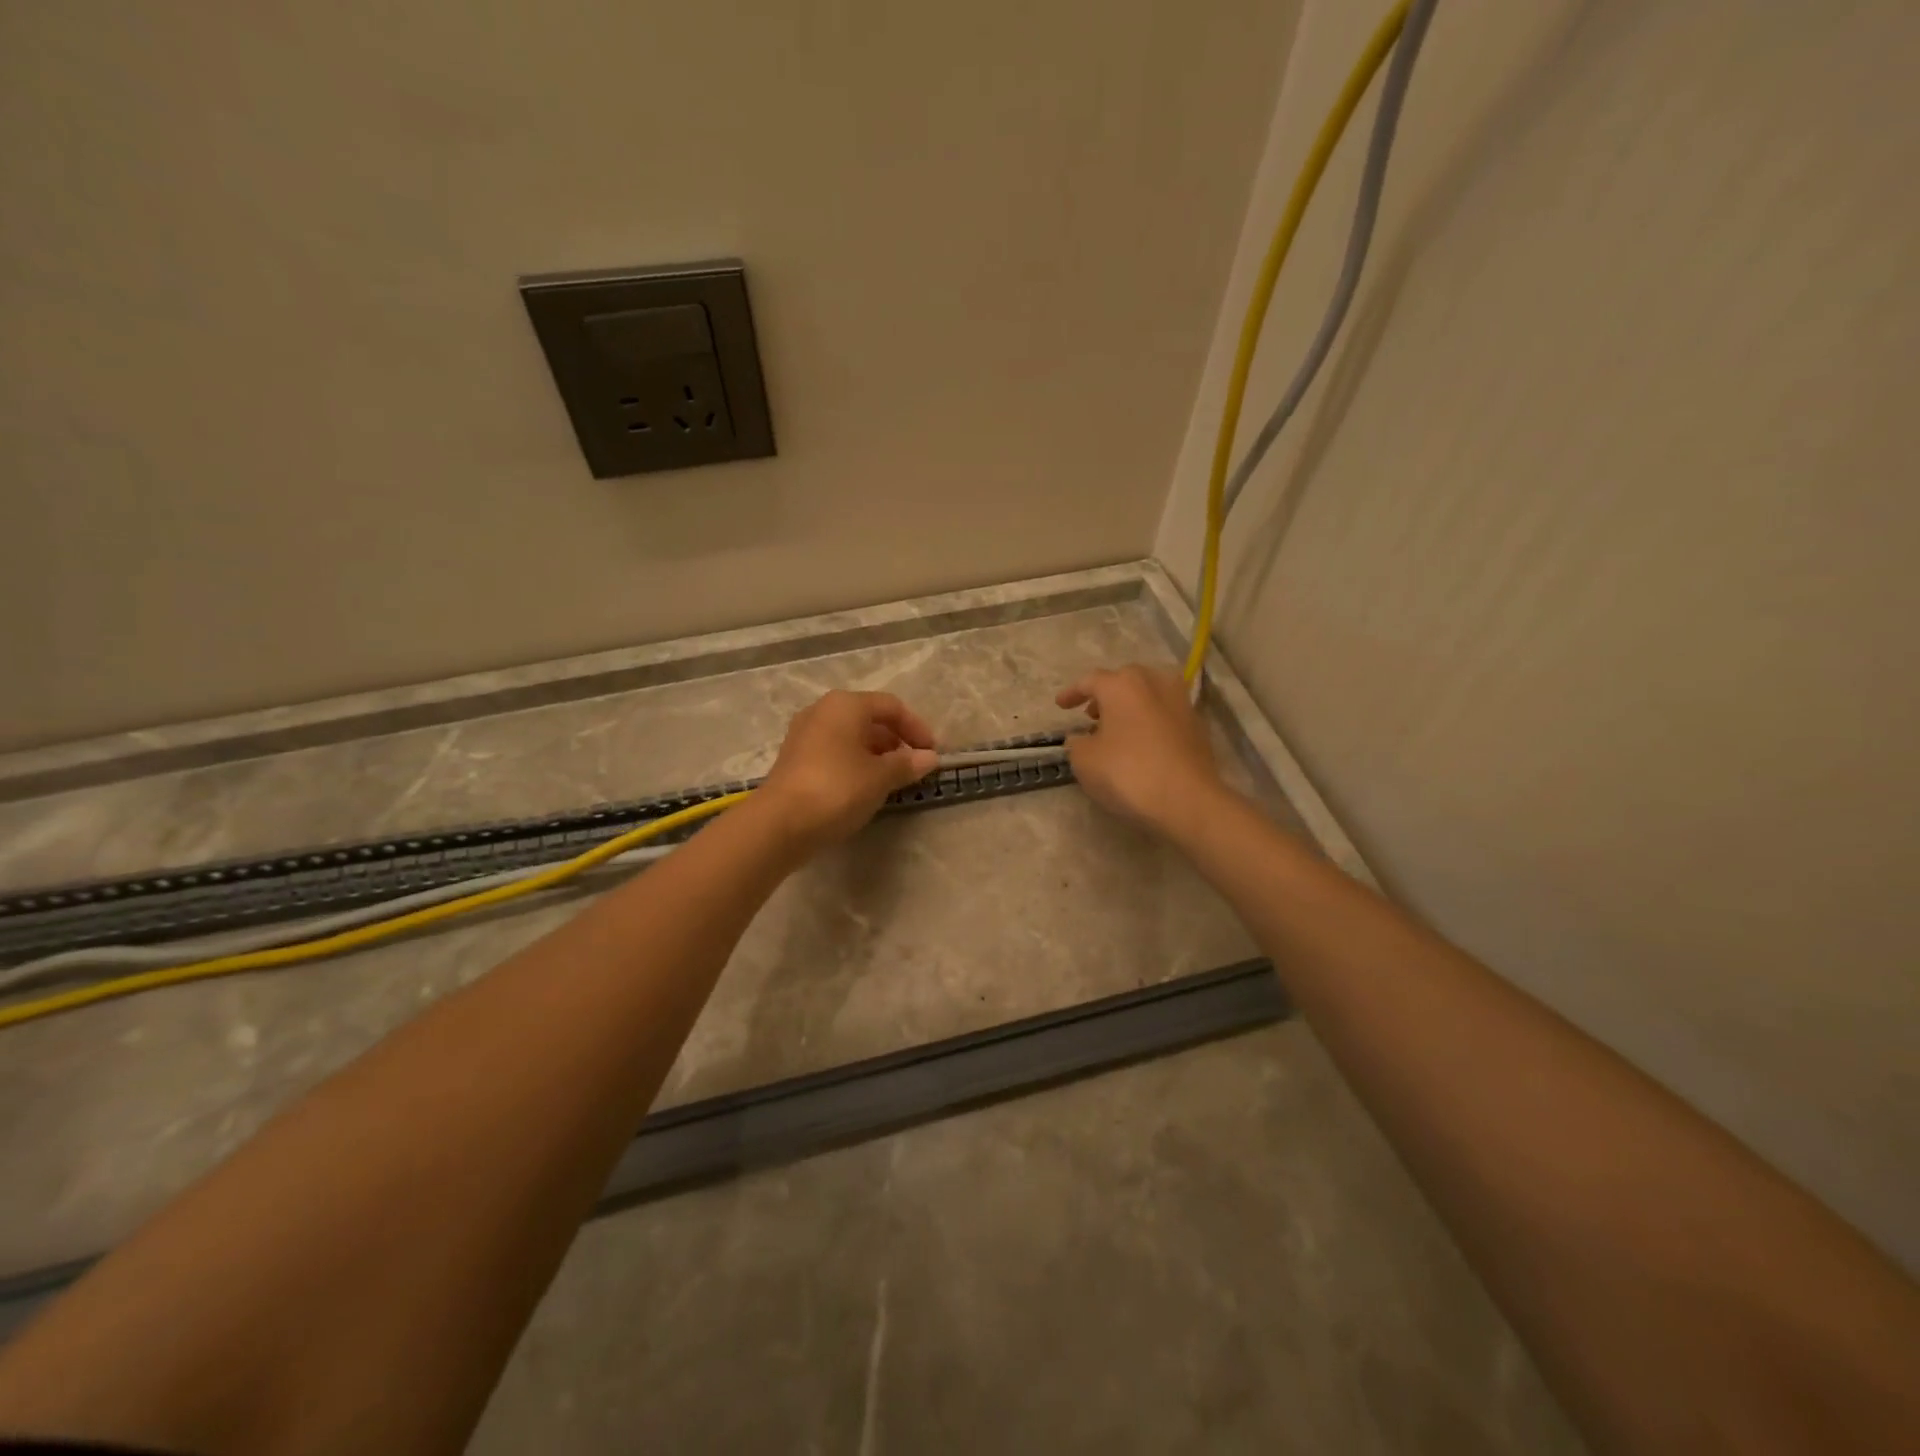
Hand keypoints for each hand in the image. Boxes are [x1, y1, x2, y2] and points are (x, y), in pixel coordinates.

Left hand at [756, 691, 939, 852]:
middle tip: (913, 766)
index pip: (891, 706)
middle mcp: (822, 711)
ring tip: (891, 779)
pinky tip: (863, 787)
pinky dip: (854, 763)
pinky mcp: (794, 758)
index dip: (916, 728)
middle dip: (895, 740)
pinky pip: (834, 751)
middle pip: (869, 718)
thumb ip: (907, 764)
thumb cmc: (837, 789)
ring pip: (850, 736)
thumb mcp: (880, 777)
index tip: (931, 753)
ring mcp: (804, 734)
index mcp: (845, 705)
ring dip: (875, 753)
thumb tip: (929, 758)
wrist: (780, 824)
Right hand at [1056, 665, 1226, 838]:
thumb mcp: (1084, 761)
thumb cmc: (1127, 773)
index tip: (1060, 706)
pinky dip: (1149, 721)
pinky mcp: (1197, 725)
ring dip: (1129, 706)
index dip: (1072, 693)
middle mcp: (1153, 683)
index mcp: (1122, 685)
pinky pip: (1164, 714)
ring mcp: (1180, 702)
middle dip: (1105, 695)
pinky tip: (1141, 743)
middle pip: (1124, 681)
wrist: (1187, 800)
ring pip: (1148, 694)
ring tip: (1116, 729)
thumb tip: (1082, 738)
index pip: (1090, 681)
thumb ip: (1076, 743)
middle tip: (1091, 715)